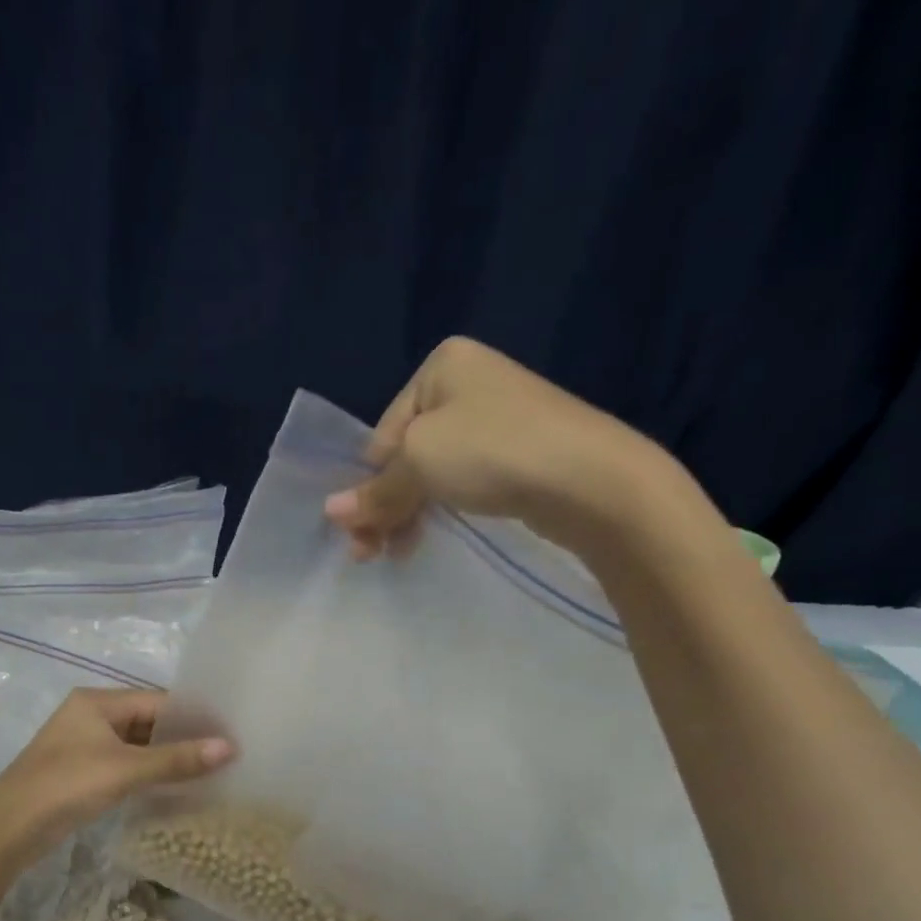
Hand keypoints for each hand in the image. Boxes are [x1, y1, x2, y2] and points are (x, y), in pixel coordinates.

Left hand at [0, 689, 233, 872]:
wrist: (6, 829)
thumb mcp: (125, 770)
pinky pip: (126, 763)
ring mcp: (85, 744)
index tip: (229, 733)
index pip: (158, 701)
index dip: (193, 717)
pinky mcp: (82, 771)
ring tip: (209, 770)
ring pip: (137, 744)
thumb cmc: (66, 786)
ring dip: (167, 757)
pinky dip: (149, 772)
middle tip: (225, 753)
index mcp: (97, 701)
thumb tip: (229, 748)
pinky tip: (176, 785)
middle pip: (148, 720)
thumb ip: (177, 760)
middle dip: (183, 737)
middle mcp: (91, 715)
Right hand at [322, 336, 669, 560]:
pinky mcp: (520, 454)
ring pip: (433, 472)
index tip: (358, 531)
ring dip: (407, 514)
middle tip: (369, 553)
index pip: (383, 434)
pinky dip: (441, 509)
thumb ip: (375, 491)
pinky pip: (463, 481)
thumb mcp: (419, 464)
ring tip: (397, 554)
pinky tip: (428, 537)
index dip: (366, 485)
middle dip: (384, 505)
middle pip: (406, 454)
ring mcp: (498, 418)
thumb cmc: (492, 452)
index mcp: (441, 366)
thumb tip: (330, 512)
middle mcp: (469, 383)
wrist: (590, 479)